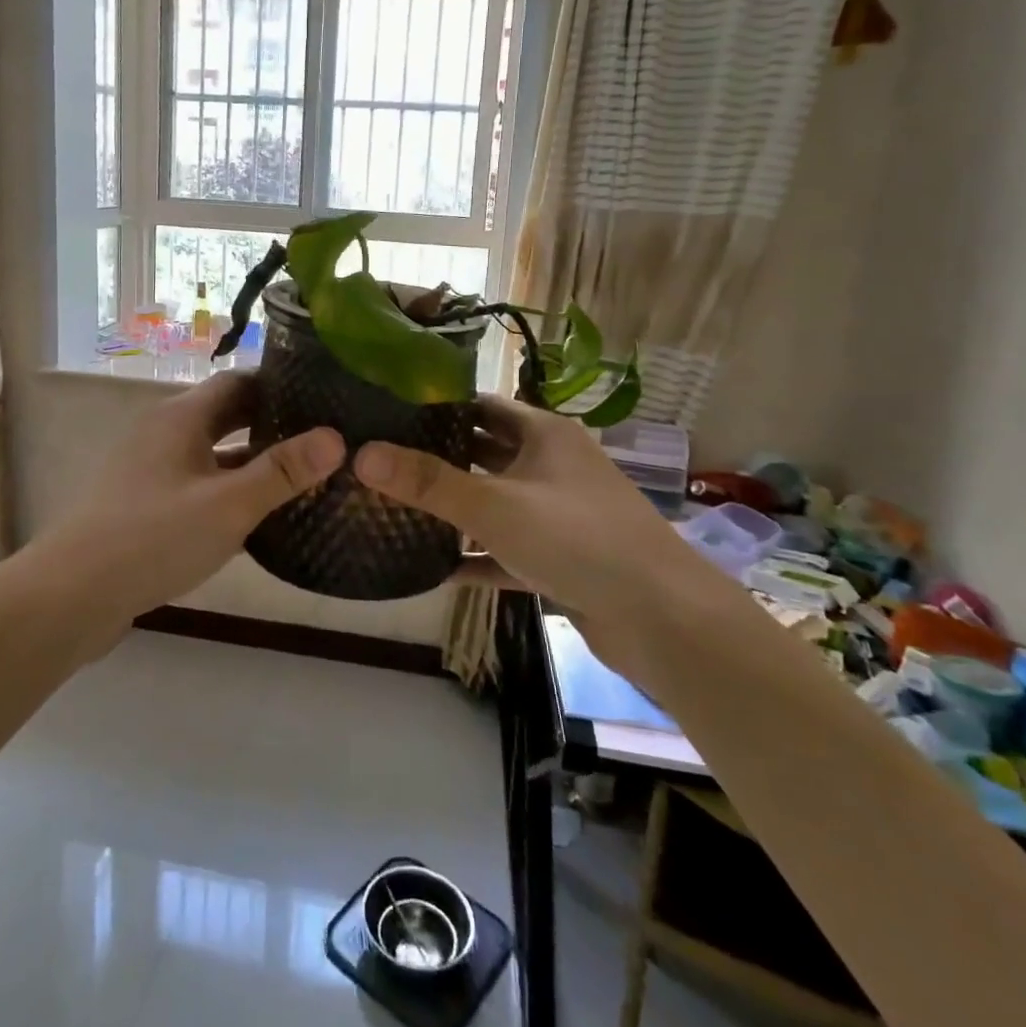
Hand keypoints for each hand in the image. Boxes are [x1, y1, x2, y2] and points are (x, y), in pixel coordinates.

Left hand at [41, 371, 344, 625]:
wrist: (71, 596)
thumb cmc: (153, 538)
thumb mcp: (228, 505)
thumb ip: (282, 472)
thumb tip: (335, 438)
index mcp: (181, 417)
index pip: (238, 382)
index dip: (280, 387)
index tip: (322, 399)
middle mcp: (164, 432)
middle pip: (225, 415)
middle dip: (270, 424)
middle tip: (320, 438)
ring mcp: (150, 469)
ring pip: (211, 452)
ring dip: (250, 461)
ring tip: (299, 475)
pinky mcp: (143, 503)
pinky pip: (196, 483)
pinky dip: (227, 489)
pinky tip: (255, 515)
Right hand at [353, 395, 680, 622]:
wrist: (664, 621)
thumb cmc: (578, 540)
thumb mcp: (495, 505)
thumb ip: (428, 482)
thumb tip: (361, 453)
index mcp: (544, 435)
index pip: (481, 405)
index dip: (437, 405)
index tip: (387, 412)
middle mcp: (553, 466)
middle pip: (485, 452)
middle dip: (438, 457)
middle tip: (382, 461)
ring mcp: (559, 515)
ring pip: (495, 503)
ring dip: (455, 509)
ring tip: (397, 510)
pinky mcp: (561, 561)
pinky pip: (507, 551)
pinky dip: (477, 557)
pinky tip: (435, 570)